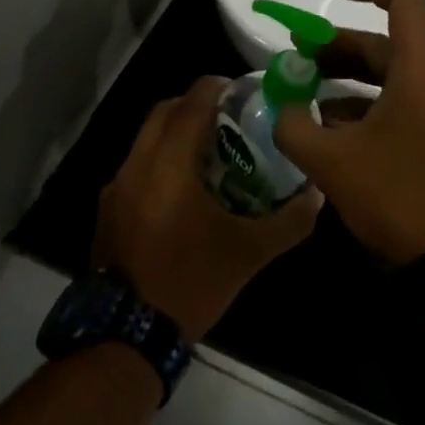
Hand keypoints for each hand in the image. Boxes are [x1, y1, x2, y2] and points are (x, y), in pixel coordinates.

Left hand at [94, 76, 320, 338]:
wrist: (127, 337)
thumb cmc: (191, 282)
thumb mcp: (249, 253)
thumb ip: (288, 221)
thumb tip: (316, 195)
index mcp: (170, 165)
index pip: (190, 104)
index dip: (215, 87)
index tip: (240, 89)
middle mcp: (137, 165)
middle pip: (163, 112)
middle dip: (193, 105)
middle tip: (227, 117)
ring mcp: (116, 189)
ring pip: (145, 139)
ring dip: (174, 133)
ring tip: (208, 151)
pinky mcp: (107, 211)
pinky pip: (136, 166)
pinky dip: (159, 160)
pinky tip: (182, 190)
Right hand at [274, 0, 424, 266]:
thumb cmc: (395, 197)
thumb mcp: (331, 162)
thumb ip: (295, 126)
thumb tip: (280, 108)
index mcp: (417, 73)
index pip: (404, 2)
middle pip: (384, 44)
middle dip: (338, 46)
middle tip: (297, 58)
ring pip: (388, 77)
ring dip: (346, 78)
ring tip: (304, 94)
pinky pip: (396, 104)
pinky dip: (362, 105)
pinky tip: (328, 128)